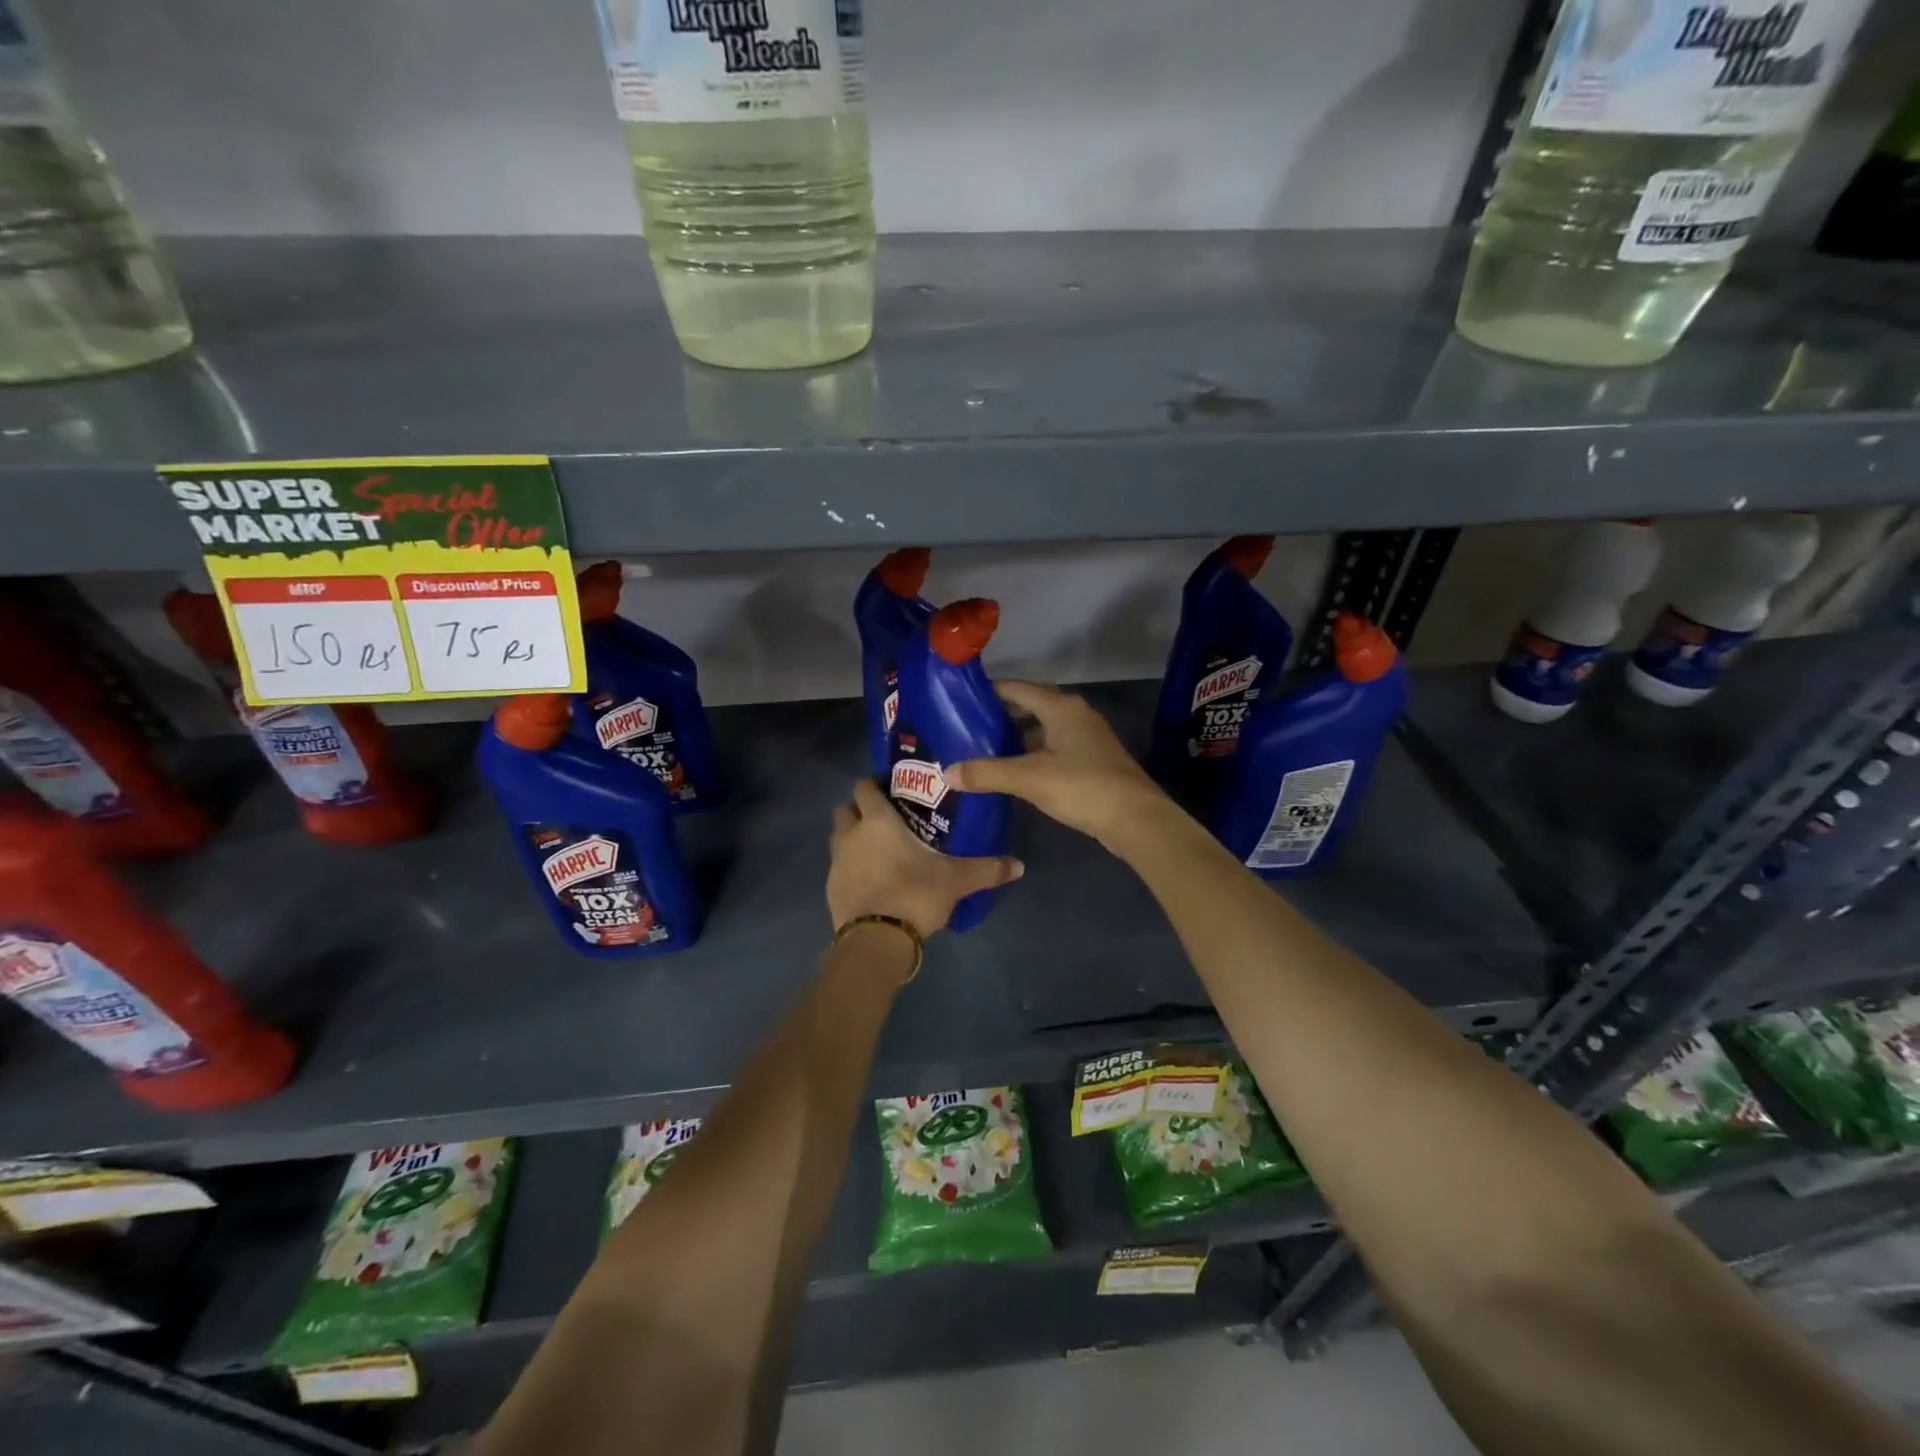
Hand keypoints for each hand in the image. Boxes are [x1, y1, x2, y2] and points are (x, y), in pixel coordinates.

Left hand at [828, 778, 1022, 936]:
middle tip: (884, 816)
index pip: (864, 787)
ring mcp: (836, 862)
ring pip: (838, 836)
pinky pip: (837, 866)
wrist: (876, 940)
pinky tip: (870, 878)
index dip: (874, 784)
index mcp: (877, 821)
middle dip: (859, 808)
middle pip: (845, 808)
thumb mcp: (956, 881)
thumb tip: (1018, 866)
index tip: (890, 787)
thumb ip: (987, 870)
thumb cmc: (914, 895)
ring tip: (876, 847)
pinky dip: (849, 865)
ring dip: (851, 835)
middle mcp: (851, 835)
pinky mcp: (830, 888)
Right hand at [945, 681, 1170, 846]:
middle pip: (1030, 705)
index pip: (1016, 688)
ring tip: (982, 750)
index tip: (959, 702)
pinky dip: (1031, 754)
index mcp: (1061, 707)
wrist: (1136, 819)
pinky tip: (1012, 771)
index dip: (988, 692)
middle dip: (1000, 716)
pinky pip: (1052, 748)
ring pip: (1042, 729)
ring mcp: (1085, 738)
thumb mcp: (1028, 778)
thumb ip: (986, 773)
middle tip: (966, 728)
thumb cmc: (1082, 787)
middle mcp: (1074, 714)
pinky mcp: (1091, 760)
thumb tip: (947, 773)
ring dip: (1016, 737)